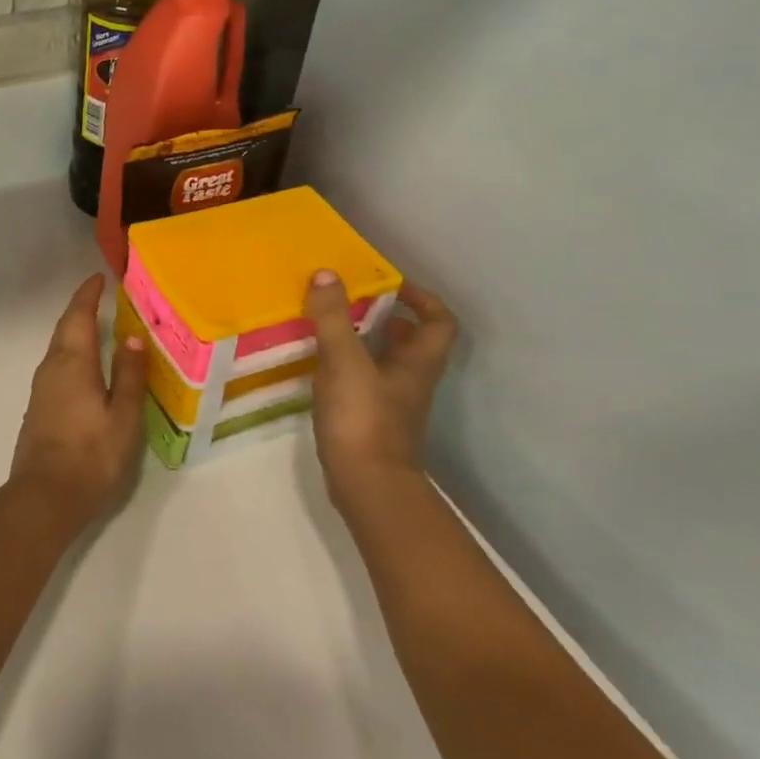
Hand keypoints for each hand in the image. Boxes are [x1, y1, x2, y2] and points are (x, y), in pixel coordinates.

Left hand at [9, 275, 149, 529]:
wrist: (45, 496)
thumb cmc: (91, 454)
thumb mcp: (123, 415)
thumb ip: (129, 375)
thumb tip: (132, 337)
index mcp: (72, 363)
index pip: (78, 316)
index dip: (87, 295)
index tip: (98, 278)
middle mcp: (51, 368)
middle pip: (64, 329)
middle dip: (80, 310)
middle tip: (99, 297)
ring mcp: (41, 389)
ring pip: (58, 349)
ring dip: (74, 332)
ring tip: (97, 329)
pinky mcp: (38, 408)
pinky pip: (56, 367)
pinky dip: (71, 355)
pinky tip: (85, 368)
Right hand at [303, 273, 457, 509]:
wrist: (366, 484)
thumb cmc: (363, 419)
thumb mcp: (345, 361)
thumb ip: (333, 318)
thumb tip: (327, 273)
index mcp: (417, 362)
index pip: (438, 322)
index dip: (422, 298)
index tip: (391, 283)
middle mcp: (411, 380)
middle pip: (413, 341)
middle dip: (388, 317)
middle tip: (353, 301)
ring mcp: (392, 403)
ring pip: (387, 361)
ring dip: (365, 340)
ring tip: (331, 326)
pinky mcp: (370, 420)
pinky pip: (365, 381)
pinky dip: (349, 366)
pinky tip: (321, 363)